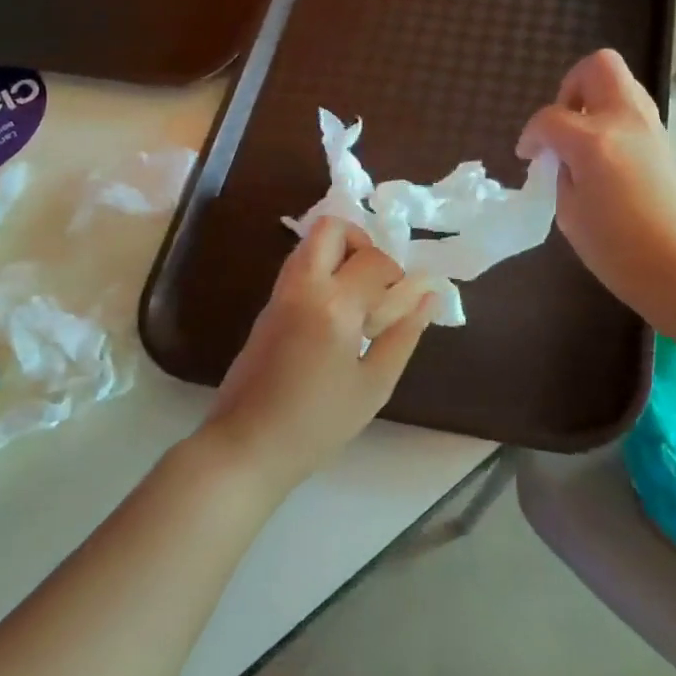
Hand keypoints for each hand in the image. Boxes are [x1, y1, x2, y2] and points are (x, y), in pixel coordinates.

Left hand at [200, 217, 436, 496]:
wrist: (246, 447)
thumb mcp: (374, 385)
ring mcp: (279, 295)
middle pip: (330, 228)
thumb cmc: (317, 424)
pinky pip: (299, 270)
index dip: (397, 278)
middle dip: (362, 243)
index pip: (375, 260)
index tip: (400, 310)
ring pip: (310, 245)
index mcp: (334, 304)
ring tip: (359, 303)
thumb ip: (404, 335)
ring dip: (340, 257)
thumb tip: (429, 295)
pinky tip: (336, 319)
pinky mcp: (266, 309)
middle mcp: (303, 286)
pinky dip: (323, 274)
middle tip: (375, 284)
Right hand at [517, 49, 675, 317]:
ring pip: (621, 83)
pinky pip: (634, 109)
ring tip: (581, 140)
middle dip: (571, 87)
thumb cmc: (617, 250)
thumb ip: (562, 173)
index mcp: (593, 141)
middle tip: (561, 125)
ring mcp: (651, 127)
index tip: (528, 156)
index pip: (550, 118)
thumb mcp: (570, 213)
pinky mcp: (666, 141)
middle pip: (598, 66)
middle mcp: (625, 120)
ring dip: (594, 101)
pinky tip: (604, 156)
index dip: (531, 135)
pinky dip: (613, 119)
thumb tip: (564, 158)